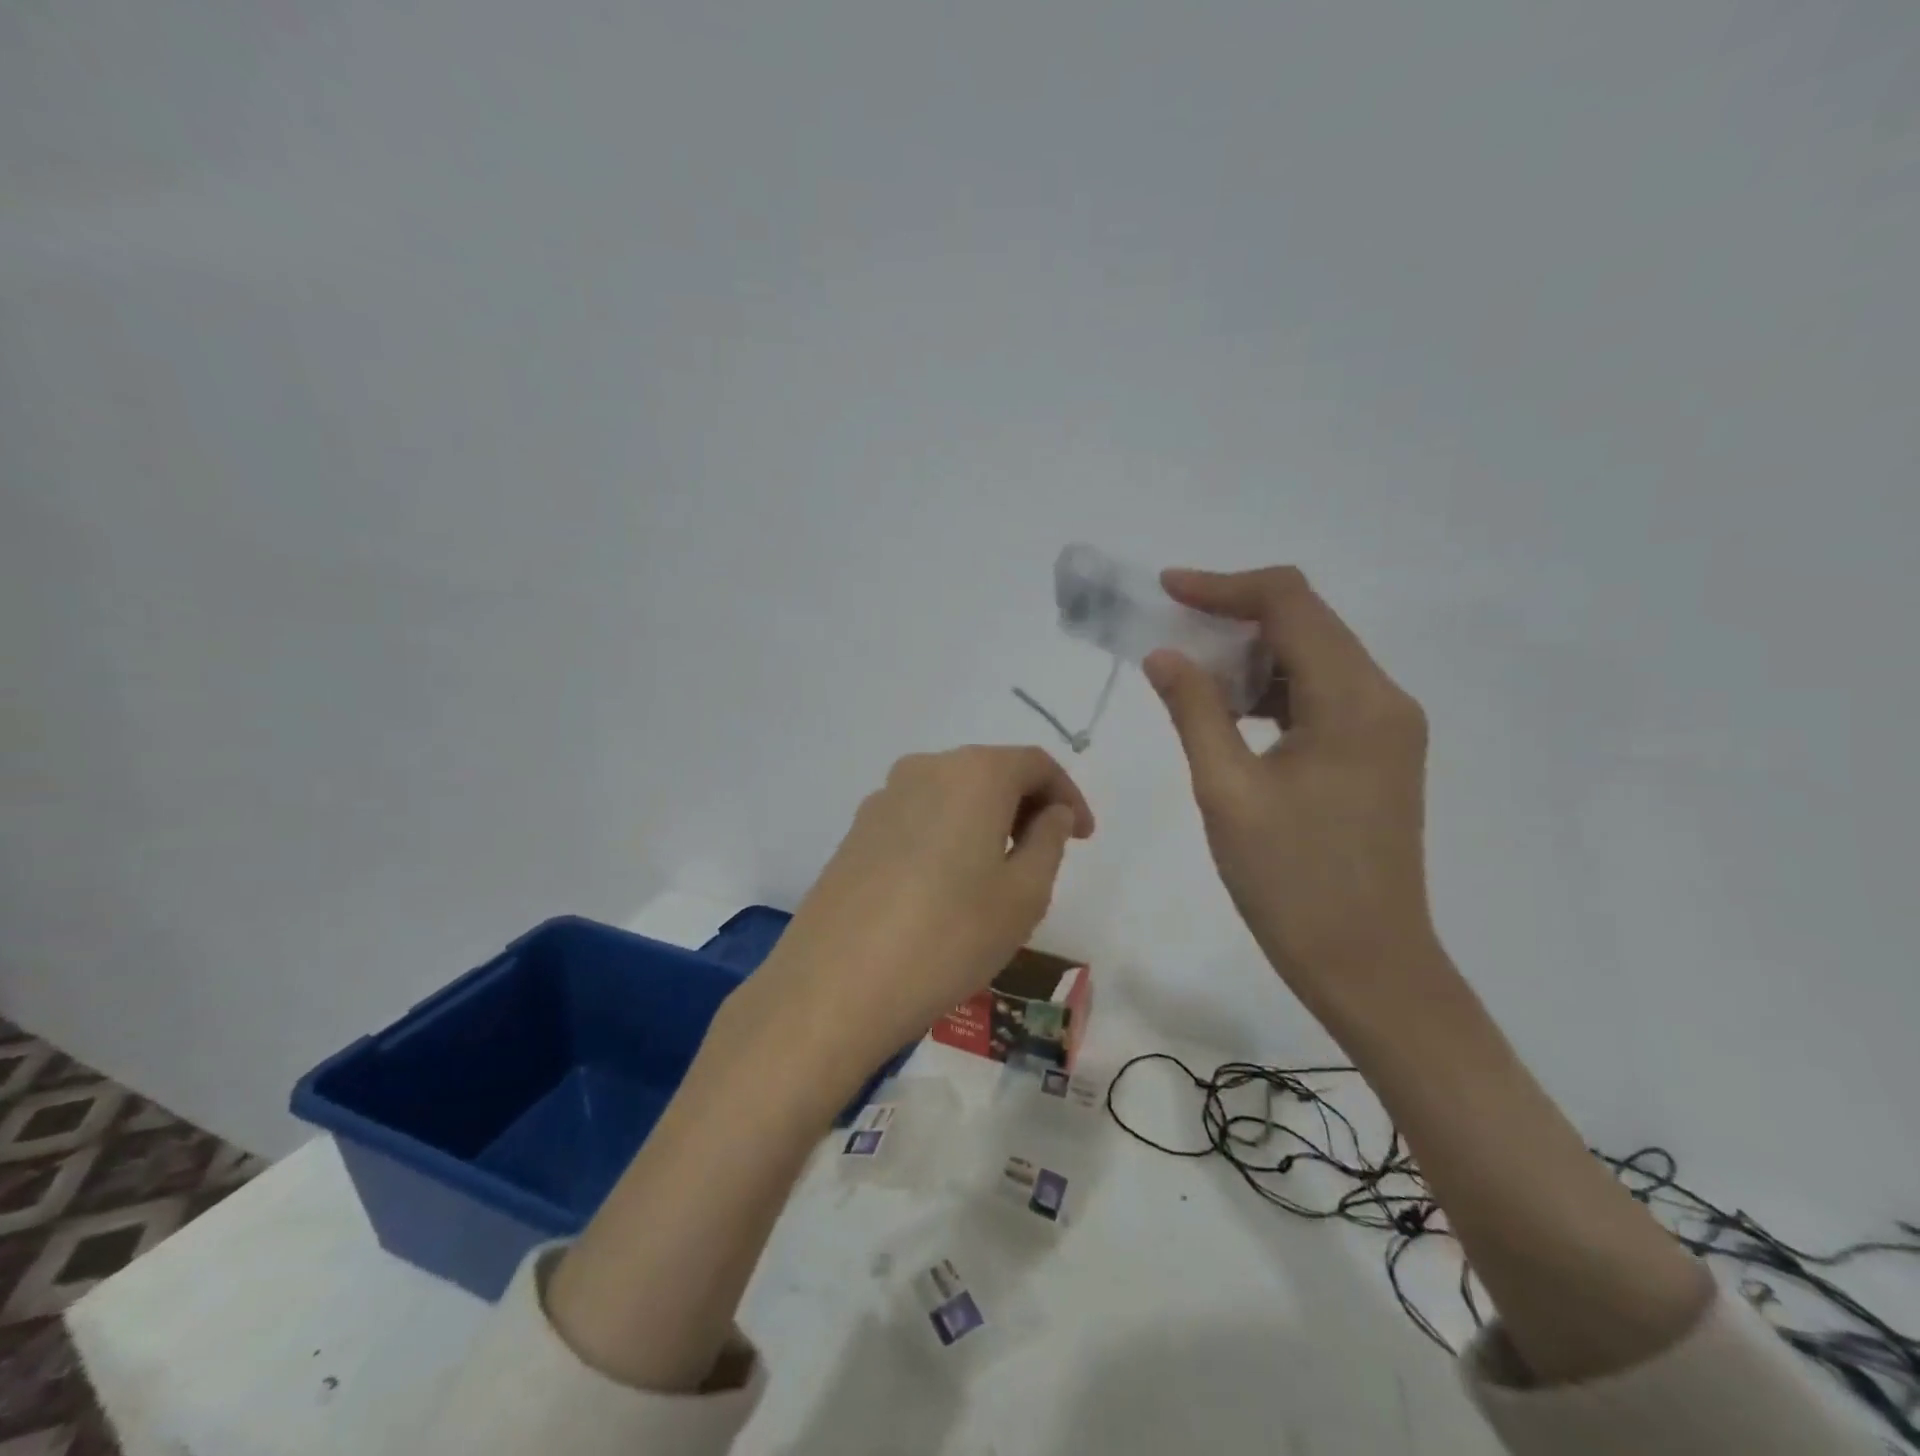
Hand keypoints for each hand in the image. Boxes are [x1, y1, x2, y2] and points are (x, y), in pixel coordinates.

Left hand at [728, 746, 1094, 1085]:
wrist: (834, 986)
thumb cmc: (948, 937)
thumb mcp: (1023, 895)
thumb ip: (1048, 841)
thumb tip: (1050, 812)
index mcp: (973, 774)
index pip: (1035, 763)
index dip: (1067, 795)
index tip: (1083, 836)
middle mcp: (924, 770)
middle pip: (990, 772)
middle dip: (1026, 806)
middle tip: (1047, 855)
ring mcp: (882, 799)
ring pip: (952, 795)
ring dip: (985, 822)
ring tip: (998, 875)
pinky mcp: (855, 833)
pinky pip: (918, 819)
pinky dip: (947, 836)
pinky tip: (947, 886)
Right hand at [1144, 567, 1435, 1015]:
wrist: (1368, 966)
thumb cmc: (1292, 883)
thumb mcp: (1227, 792)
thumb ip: (1195, 711)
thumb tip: (1165, 654)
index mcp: (1353, 701)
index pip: (1290, 605)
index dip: (1224, 587)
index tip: (1166, 590)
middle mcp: (1383, 699)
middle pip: (1307, 623)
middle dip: (1234, 617)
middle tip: (1169, 633)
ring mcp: (1387, 728)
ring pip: (1314, 659)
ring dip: (1251, 656)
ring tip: (1191, 675)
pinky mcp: (1378, 754)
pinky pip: (1322, 696)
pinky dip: (1273, 691)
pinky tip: (1231, 714)